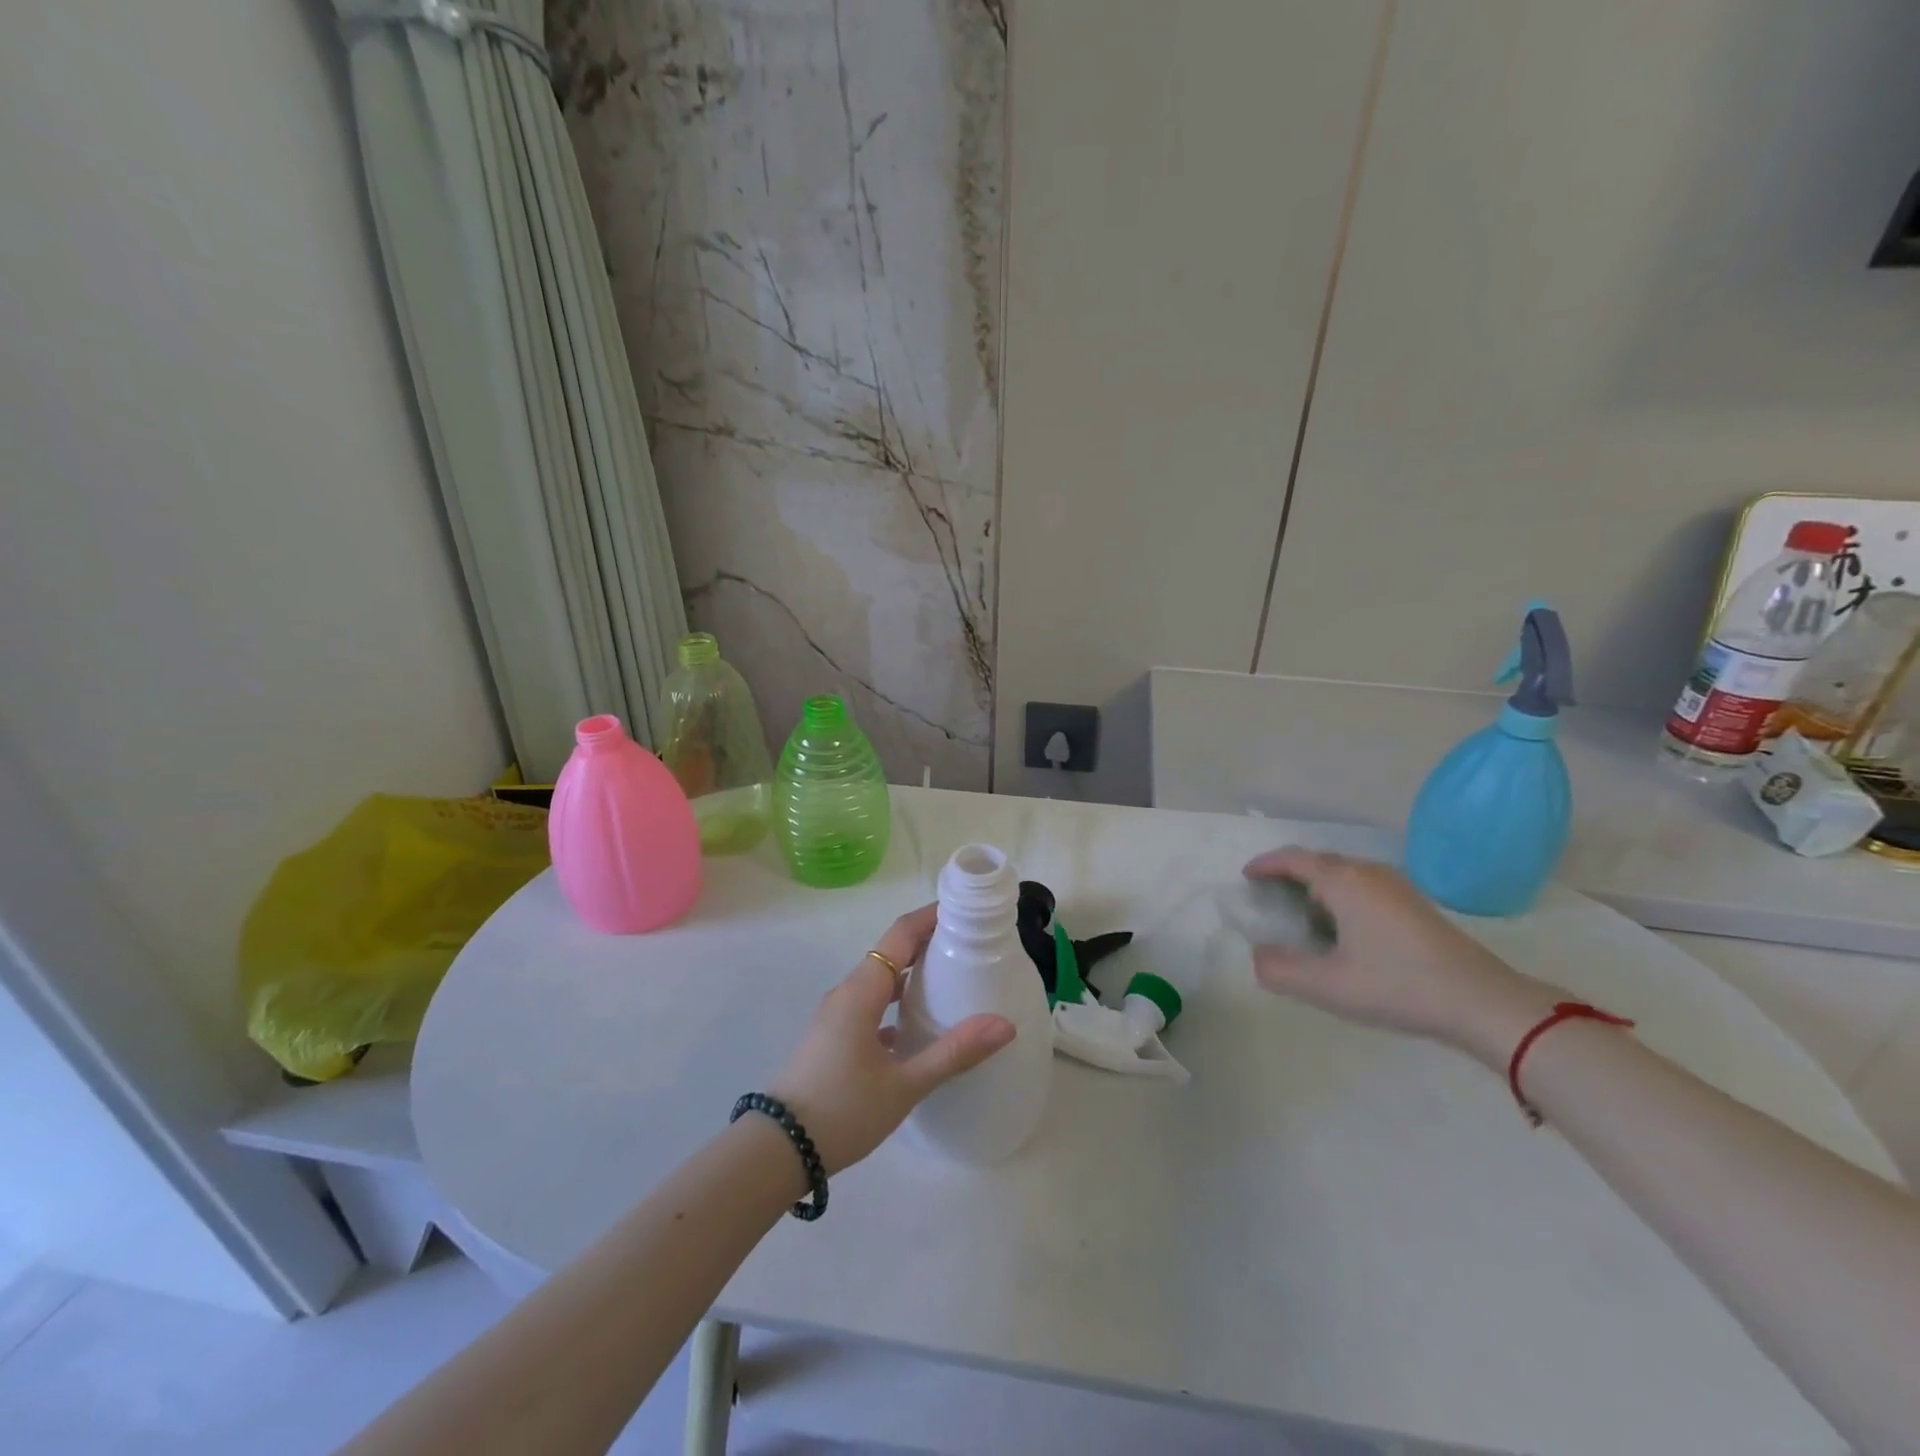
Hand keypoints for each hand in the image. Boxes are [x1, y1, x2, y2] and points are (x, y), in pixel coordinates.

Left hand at [769, 905, 1015, 1173]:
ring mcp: (835, 1015)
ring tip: (950, 981)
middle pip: (890, 952)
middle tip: (969, 946)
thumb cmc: (842, 1109)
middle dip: (927, 943)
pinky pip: (869, 1004)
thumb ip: (954, 1052)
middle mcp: (847, 992)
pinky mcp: (831, 1037)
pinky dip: (895, 1002)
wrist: (777, 1150)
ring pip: (878, 980)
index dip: (930, 917)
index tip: (964, 912)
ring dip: (911, 974)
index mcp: (862, 990)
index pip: (900, 934)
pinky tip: (916, 1028)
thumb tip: (1004, 1024)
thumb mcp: (904, 1085)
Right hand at [1242, 849, 1560, 1065]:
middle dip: (1289, 874)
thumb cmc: (1397, 986)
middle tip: (1269, 898)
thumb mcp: (1327, 986)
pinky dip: (1341, 896)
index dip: (1265, 865)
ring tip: (1301, 914)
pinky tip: (1343, 929)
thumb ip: (1279, 969)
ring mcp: (1396, 886)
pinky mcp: (1415, 904)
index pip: (1293, 859)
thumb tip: (1257, 955)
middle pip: (1318, 861)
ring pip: (1344, 874)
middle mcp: (1368, 873)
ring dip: (1316, 886)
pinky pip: (1364, 886)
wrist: (1483, 1002)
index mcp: (1343, 882)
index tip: (1246, 877)